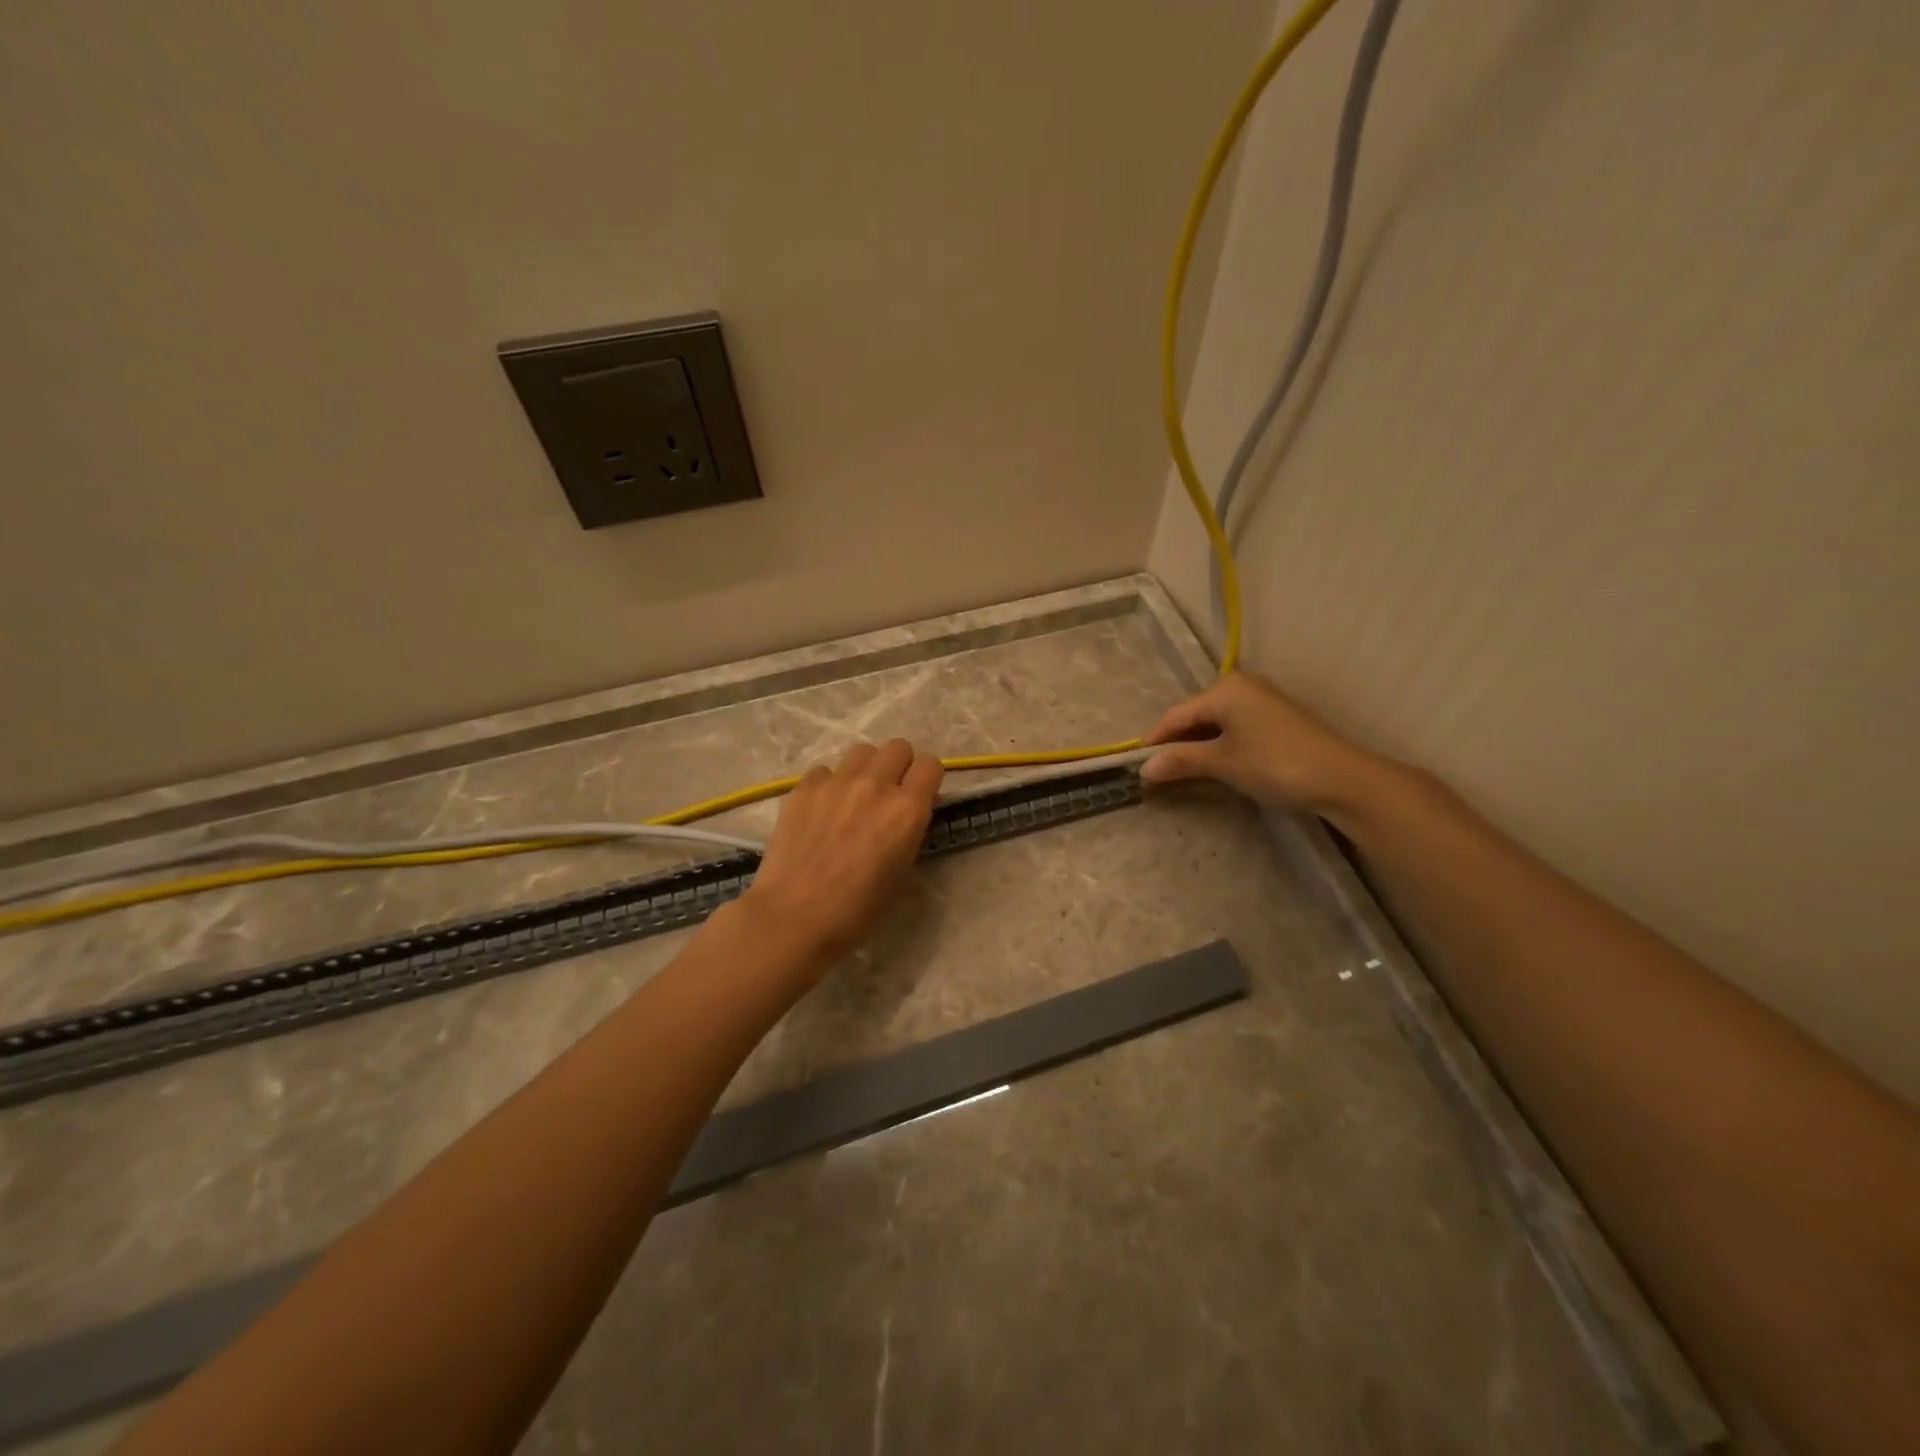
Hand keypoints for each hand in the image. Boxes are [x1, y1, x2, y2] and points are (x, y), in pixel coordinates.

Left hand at [738, 739, 943, 967]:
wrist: (794, 917)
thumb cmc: (857, 909)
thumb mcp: (901, 873)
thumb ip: (908, 832)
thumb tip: (903, 816)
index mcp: (908, 809)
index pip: (931, 764)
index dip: (927, 778)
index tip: (920, 794)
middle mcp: (876, 785)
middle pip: (899, 747)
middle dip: (899, 765)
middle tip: (889, 793)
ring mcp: (837, 782)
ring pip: (862, 751)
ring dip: (866, 768)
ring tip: (854, 796)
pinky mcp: (804, 787)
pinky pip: (825, 770)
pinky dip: (829, 784)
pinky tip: (821, 811)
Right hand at [1139, 672, 1379, 812]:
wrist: (1340, 778)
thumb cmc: (1274, 763)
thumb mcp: (1222, 762)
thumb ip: (1181, 761)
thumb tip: (1144, 768)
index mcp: (1224, 689)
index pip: (1177, 715)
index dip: (1155, 740)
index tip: (1135, 763)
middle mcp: (1241, 686)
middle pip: (1195, 715)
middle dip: (1176, 742)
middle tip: (1157, 769)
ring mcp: (1261, 700)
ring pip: (1215, 721)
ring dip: (1197, 745)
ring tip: (1180, 769)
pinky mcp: (1276, 717)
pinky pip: (1234, 726)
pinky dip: (1219, 743)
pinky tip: (1213, 762)